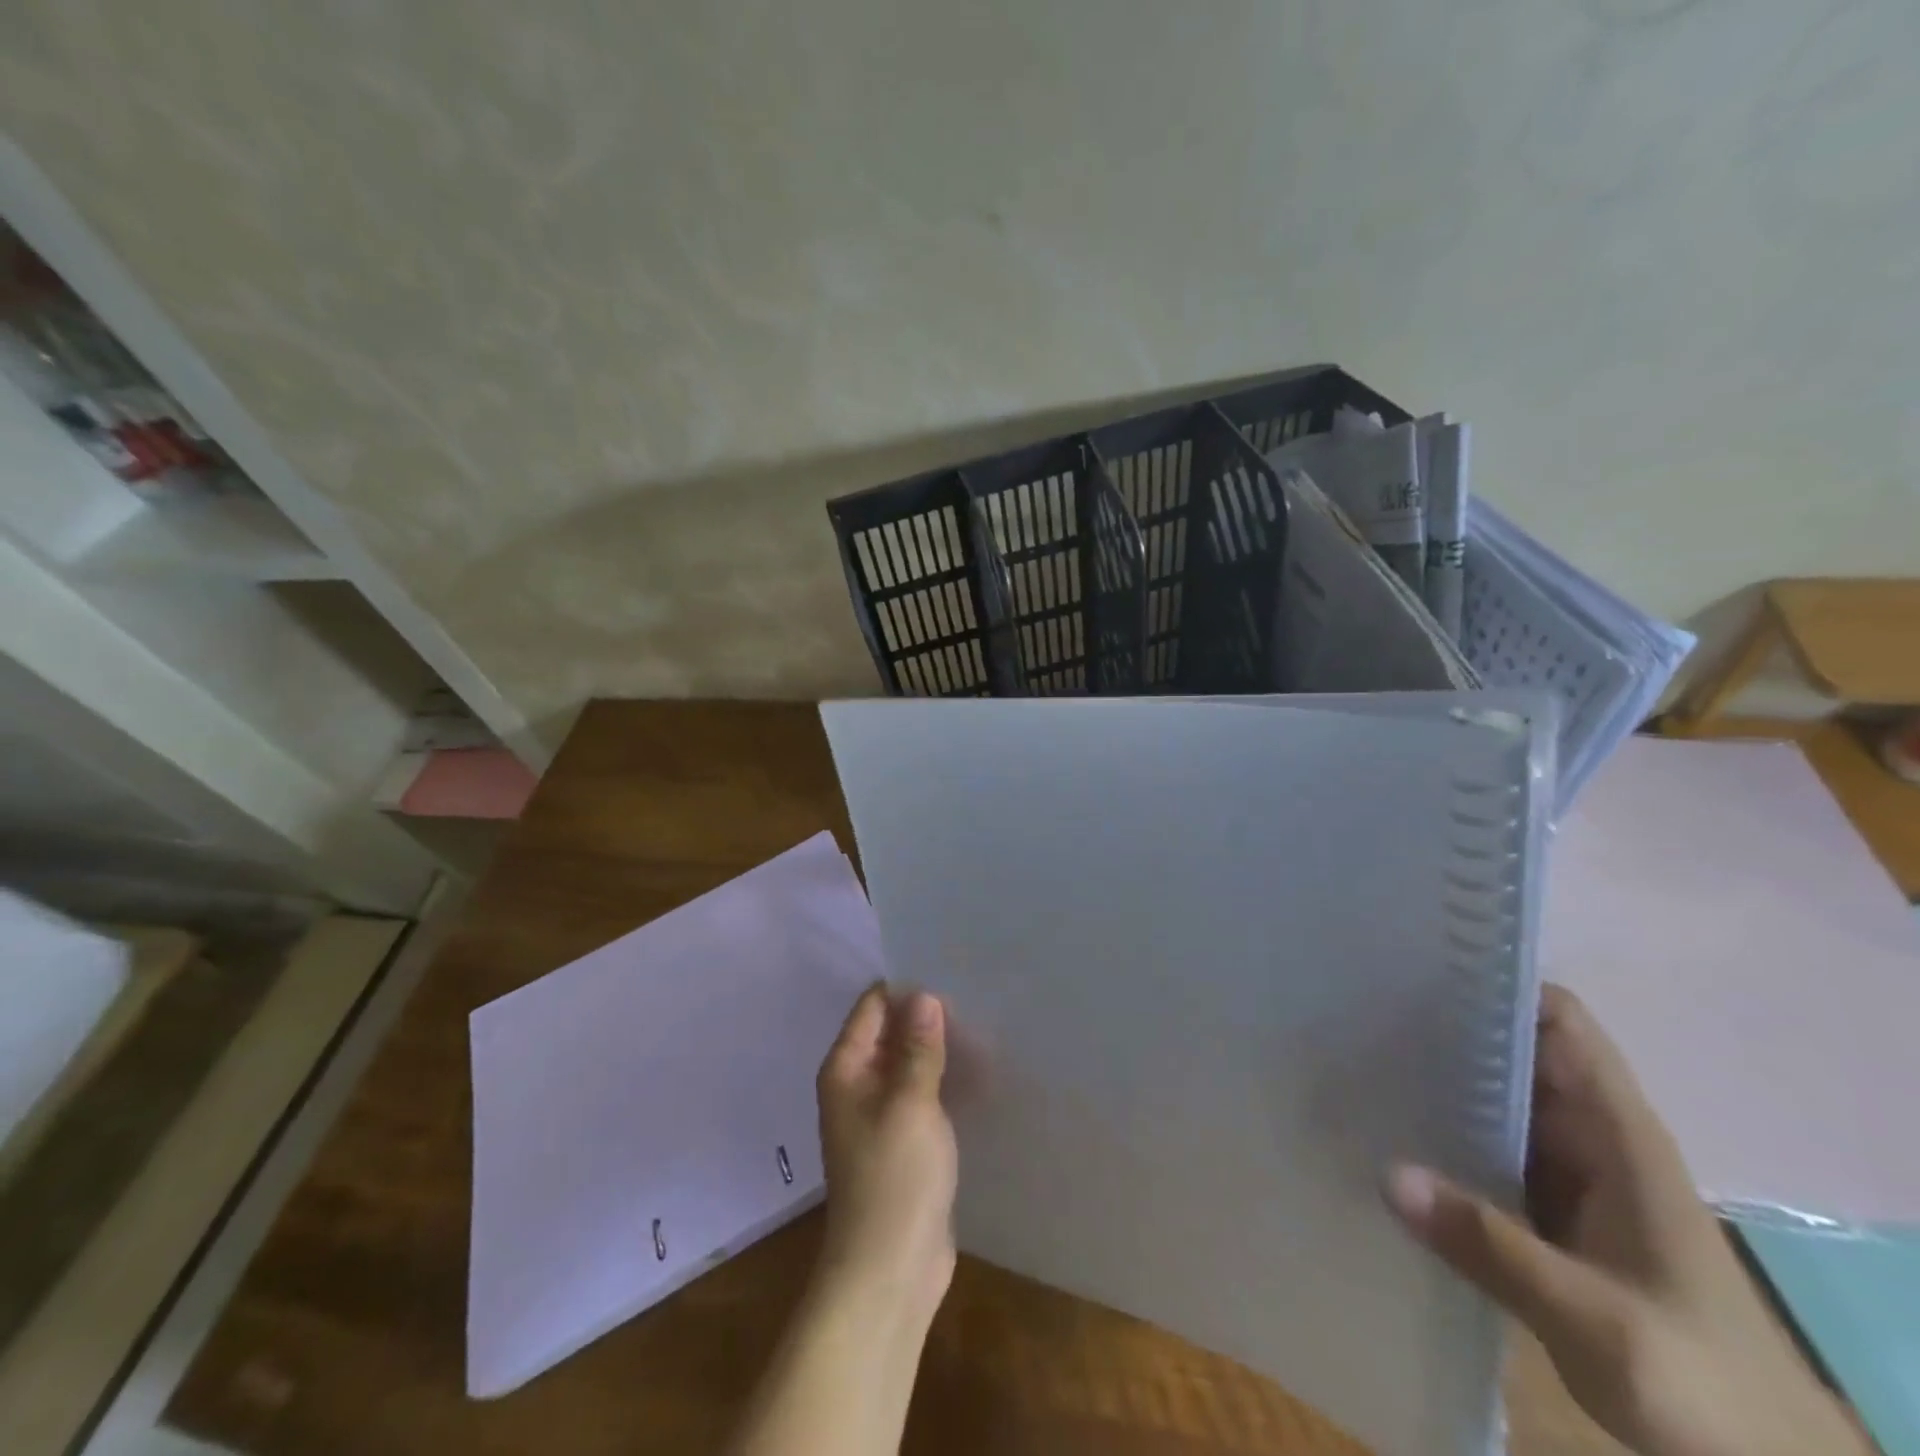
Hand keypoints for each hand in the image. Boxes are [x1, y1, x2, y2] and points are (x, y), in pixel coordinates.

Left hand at [814, 982, 957, 1321]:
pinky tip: (978, 1069)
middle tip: (974, 992)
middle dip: (926, 1015)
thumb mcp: (910, 1104)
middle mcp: (857, 1084)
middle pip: (891, 1033)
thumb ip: (918, 1048)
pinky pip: (922, 1094)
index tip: (947, 968)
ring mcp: (880, 1114)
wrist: (890, 1271)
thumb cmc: (894, 1179)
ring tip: (983, 1023)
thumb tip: (924, 996)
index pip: (872, 1006)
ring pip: (909, 1064)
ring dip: (938, 1048)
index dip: (905, 987)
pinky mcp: (904, 1140)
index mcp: (847, 1068)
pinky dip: (943, 1079)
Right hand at [1386, 985, 1868, 1455]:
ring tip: (1357, 1057)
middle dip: (1445, 1028)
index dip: (1500, 984)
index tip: (1422, 968)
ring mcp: (1567, 1175)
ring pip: (1495, 1100)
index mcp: (1618, 1134)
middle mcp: (1590, 1137)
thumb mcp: (1597, 1319)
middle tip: (1360, 1010)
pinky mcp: (1546, 1211)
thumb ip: (1491, 1246)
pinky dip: (1441, 1132)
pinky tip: (1386, 1130)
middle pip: (1515, 1051)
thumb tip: (1386, 1173)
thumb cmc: (1701, 1383)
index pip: (1559, 1022)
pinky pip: (1485, 1149)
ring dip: (1438, 1080)